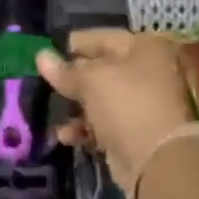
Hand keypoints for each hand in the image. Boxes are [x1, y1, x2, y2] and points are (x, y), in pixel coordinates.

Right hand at [35, 29, 196, 196]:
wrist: (157, 161)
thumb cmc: (126, 104)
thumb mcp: (90, 80)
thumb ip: (64, 70)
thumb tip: (41, 56)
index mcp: (144, 48)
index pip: (102, 37)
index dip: (74, 43)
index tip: (47, 50)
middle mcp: (147, 71)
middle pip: (101, 68)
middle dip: (72, 77)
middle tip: (44, 80)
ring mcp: (142, 103)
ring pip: (100, 98)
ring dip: (75, 106)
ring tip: (51, 110)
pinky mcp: (135, 132)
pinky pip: (103, 123)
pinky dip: (84, 128)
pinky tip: (65, 135)